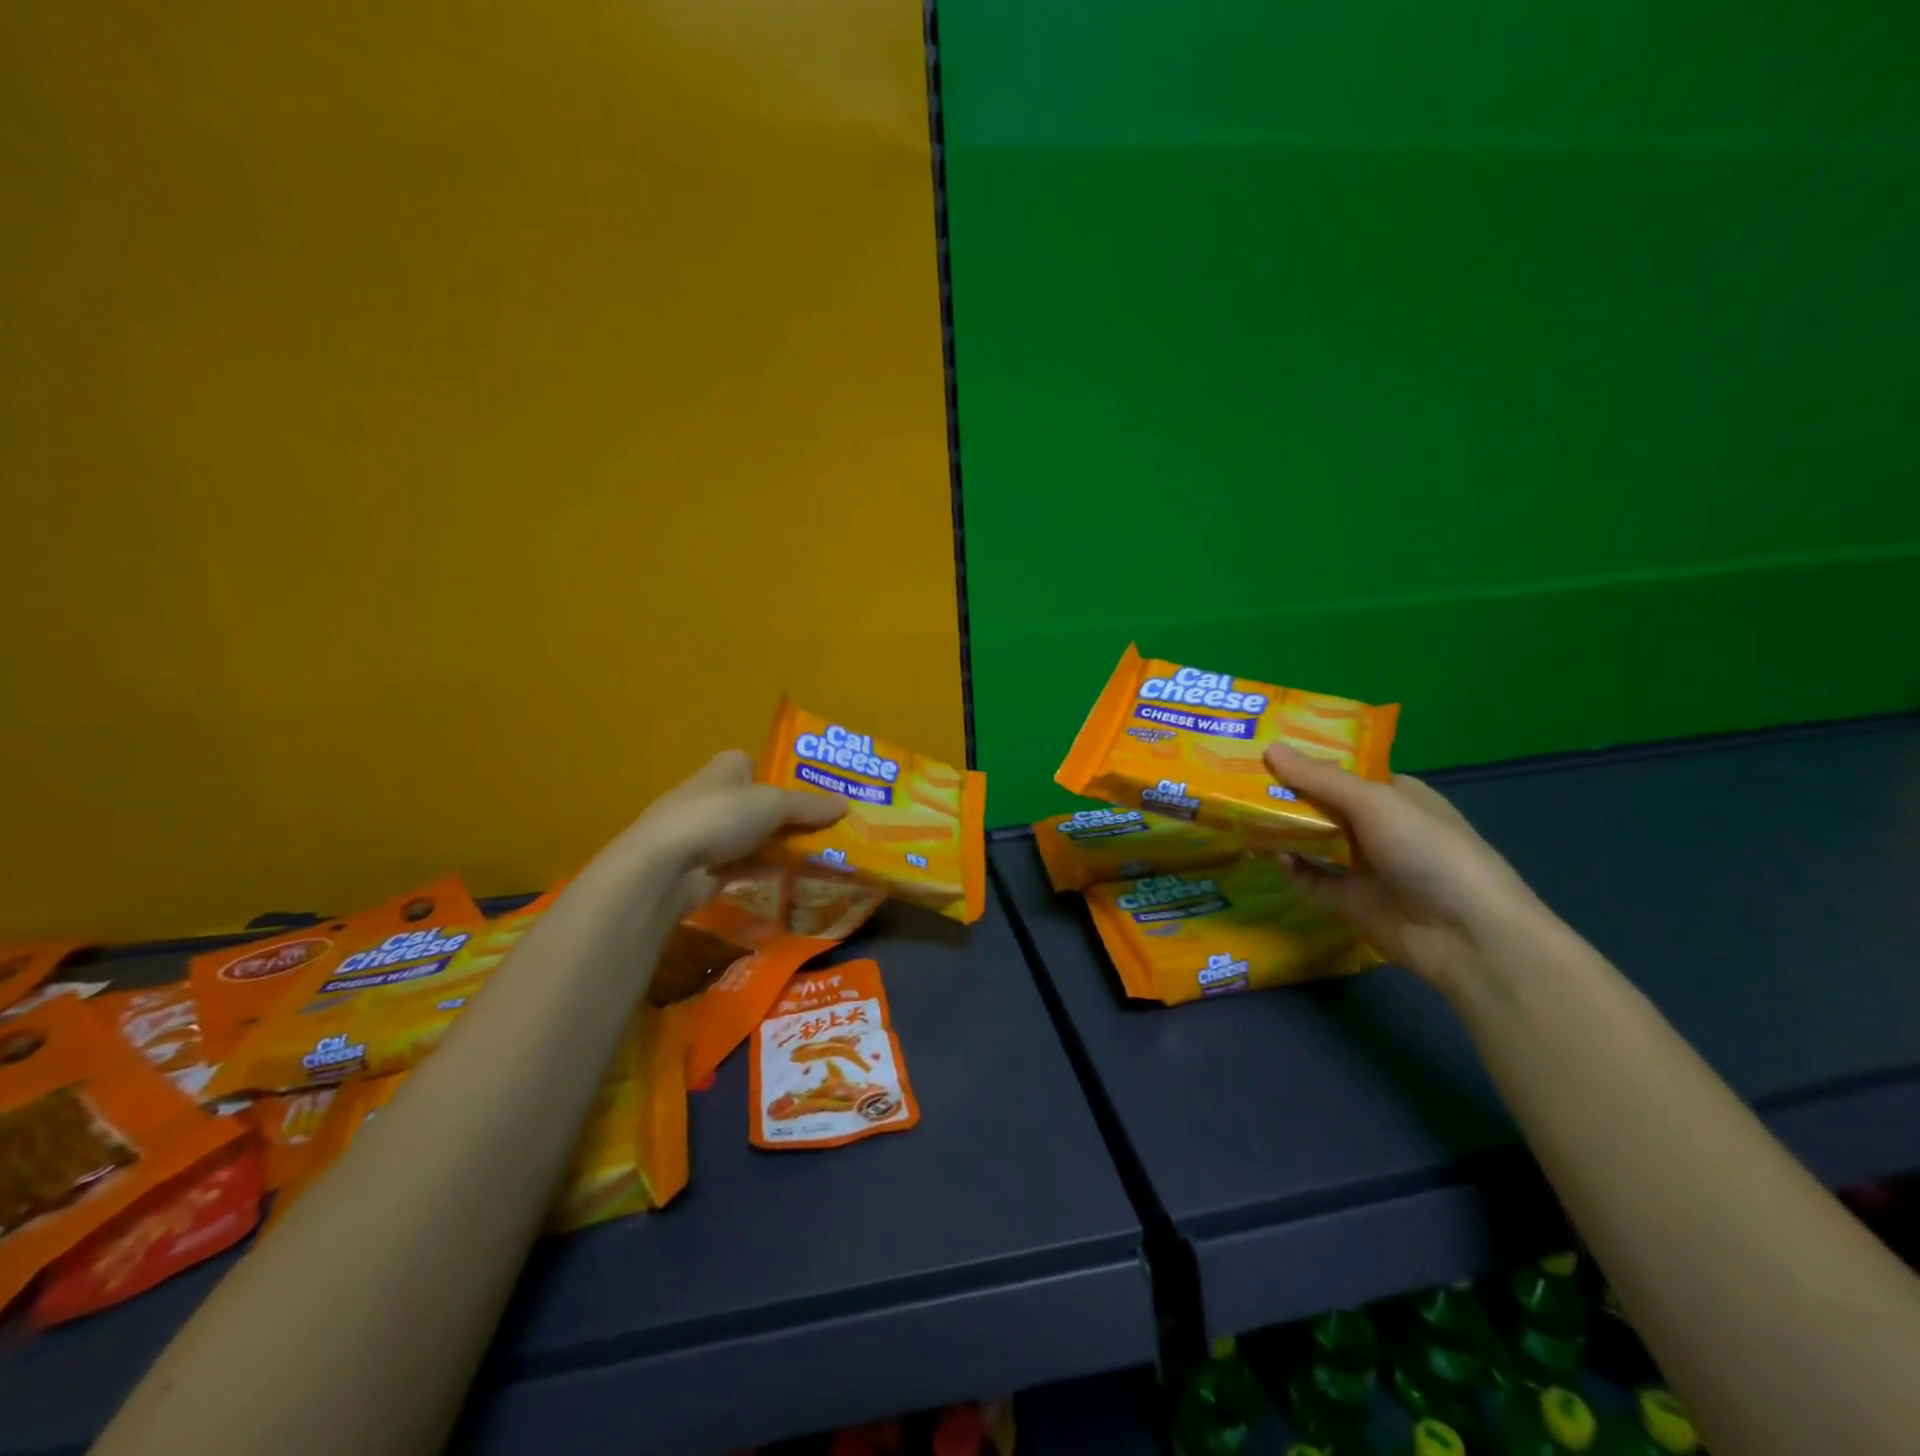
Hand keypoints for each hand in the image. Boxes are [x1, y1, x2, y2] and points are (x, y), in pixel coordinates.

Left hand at [628, 748, 846, 870]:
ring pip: (755, 836)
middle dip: (790, 814)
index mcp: (726, 768)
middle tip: (830, 825)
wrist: (665, 868)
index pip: (757, 762)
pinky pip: (746, 865)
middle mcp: (715, 796)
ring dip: (781, 845)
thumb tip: (847, 803)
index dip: (784, 773)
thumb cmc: (718, 817)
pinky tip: (797, 878)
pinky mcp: (706, 868)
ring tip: (823, 853)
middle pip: (760, 802)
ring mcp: (707, 835)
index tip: (815, 788)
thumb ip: (809, 806)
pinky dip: (768, 869)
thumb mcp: (773, 805)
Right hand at [1263, 744, 1558, 996]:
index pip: (1343, 771)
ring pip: (1314, 842)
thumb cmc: (1428, 851)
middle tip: (1239, 782)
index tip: (1264, 751)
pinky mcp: (1351, 901)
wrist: (1466, 935)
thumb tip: (1269, 749)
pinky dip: (1293, 869)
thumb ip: (1320, 779)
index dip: (1306, 760)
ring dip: (1284, 831)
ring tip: (1243, 816)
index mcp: (1395, 795)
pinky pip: (1312, 880)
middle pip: (1323, 805)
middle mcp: (1378, 827)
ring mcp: (1365, 866)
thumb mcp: (1375, 803)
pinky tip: (1274, 858)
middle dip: (1286, 795)